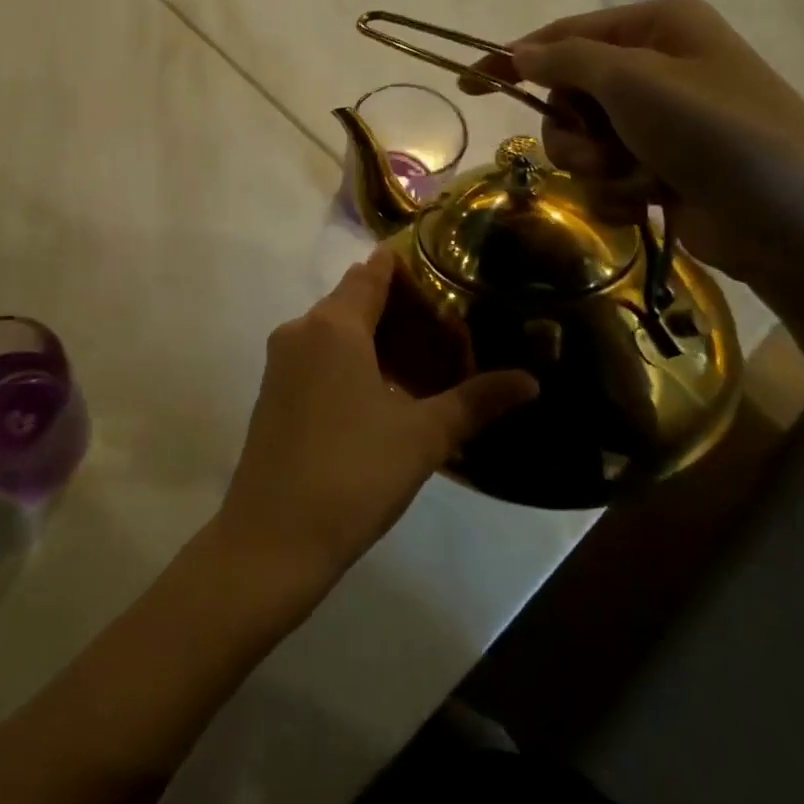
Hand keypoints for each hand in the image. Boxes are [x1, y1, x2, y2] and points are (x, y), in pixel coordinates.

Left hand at [215, 249, 537, 592]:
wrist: (273, 534)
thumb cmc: (353, 472)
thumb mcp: (423, 436)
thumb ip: (476, 401)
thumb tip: (531, 381)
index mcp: (333, 324)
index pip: (371, 273)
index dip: (404, 268)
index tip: (441, 274)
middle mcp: (301, 329)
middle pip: (352, 298)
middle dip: (396, 308)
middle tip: (446, 329)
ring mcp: (281, 360)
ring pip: (333, 329)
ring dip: (373, 336)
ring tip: (421, 362)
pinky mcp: (273, 389)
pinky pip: (317, 354)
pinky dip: (349, 358)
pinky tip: (381, 391)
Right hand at [460, 0, 803, 294]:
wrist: (797, 226)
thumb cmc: (716, 133)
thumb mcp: (634, 81)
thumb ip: (566, 60)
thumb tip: (520, 52)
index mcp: (659, 29)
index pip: (563, 36)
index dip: (514, 59)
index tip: (469, 83)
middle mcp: (659, 70)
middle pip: (568, 94)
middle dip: (573, 128)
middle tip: (599, 147)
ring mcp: (662, 123)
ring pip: (581, 140)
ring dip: (595, 164)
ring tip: (635, 177)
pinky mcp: (663, 169)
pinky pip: (605, 174)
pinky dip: (617, 190)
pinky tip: (648, 199)